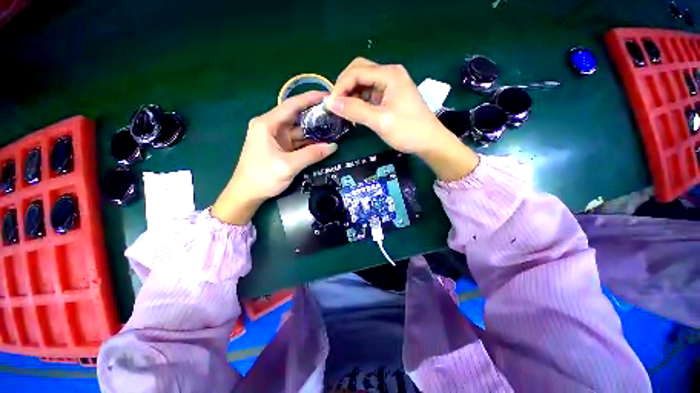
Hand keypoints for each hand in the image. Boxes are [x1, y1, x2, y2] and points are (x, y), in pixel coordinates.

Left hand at [212, 91, 337, 224]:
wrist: (247, 194)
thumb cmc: (263, 177)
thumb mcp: (288, 166)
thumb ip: (311, 154)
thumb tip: (333, 146)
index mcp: (267, 124)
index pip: (291, 105)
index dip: (310, 98)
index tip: (328, 95)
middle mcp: (271, 126)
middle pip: (296, 116)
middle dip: (315, 114)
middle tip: (335, 112)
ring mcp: (276, 137)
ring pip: (298, 129)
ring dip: (314, 129)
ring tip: (333, 126)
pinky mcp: (280, 148)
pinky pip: (298, 141)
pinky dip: (310, 141)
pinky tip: (323, 140)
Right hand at [327, 57, 478, 180]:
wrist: (430, 142)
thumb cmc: (408, 131)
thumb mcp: (380, 121)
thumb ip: (355, 110)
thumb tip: (329, 102)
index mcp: (389, 74)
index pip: (356, 72)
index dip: (340, 86)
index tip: (330, 105)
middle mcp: (389, 74)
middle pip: (359, 72)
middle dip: (345, 87)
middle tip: (336, 106)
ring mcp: (390, 85)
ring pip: (363, 84)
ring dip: (351, 95)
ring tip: (344, 112)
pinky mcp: (390, 97)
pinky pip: (370, 94)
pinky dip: (360, 102)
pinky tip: (355, 114)